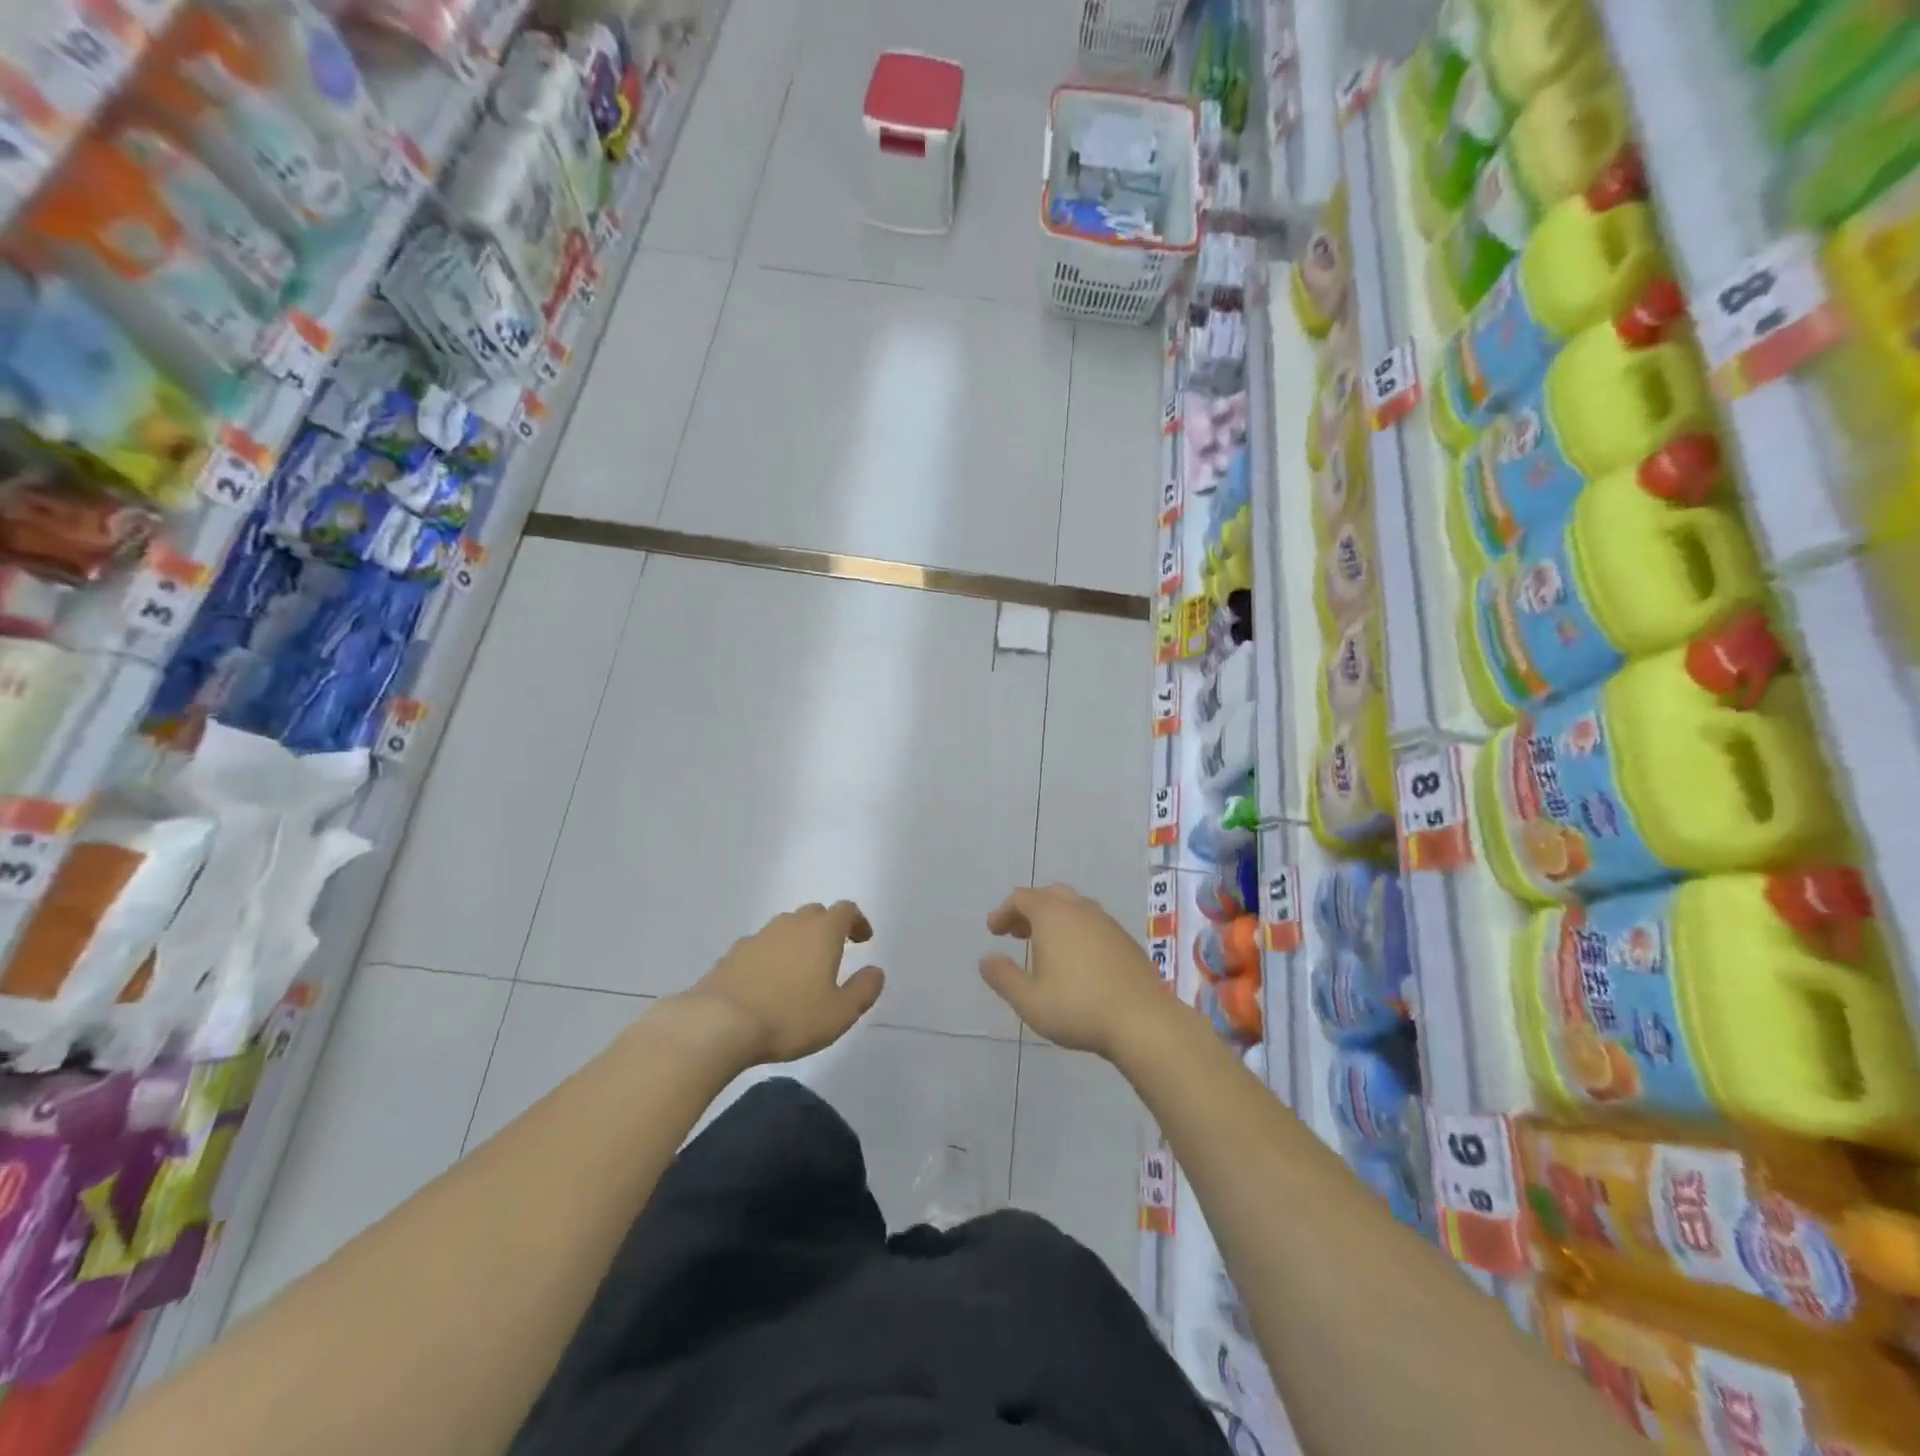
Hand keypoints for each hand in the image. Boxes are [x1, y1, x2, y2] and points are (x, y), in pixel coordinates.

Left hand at [679, 902, 884, 1065]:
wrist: (718, 1023)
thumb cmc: (789, 1017)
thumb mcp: (839, 1013)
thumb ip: (863, 990)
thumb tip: (875, 971)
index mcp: (822, 932)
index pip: (846, 910)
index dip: (857, 921)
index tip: (863, 939)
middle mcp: (791, 924)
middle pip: (814, 913)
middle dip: (827, 928)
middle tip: (833, 953)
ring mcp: (758, 936)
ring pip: (785, 928)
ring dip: (797, 941)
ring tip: (800, 970)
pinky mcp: (732, 954)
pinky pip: (761, 946)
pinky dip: (771, 956)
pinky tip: (768, 982)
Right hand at [979, 885, 1170, 1057]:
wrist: (1143, 1020)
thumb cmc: (1078, 1007)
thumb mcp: (1029, 1000)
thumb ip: (1003, 977)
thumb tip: (986, 959)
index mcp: (1053, 915)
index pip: (1021, 898)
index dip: (1003, 912)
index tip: (994, 932)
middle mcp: (1080, 909)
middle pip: (1049, 895)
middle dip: (1029, 911)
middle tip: (1017, 934)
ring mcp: (1107, 922)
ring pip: (1074, 907)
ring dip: (1054, 919)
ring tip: (1045, 947)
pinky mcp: (1125, 940)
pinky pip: (1093, 923)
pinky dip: (1076, 931)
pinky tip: (1077, 960)